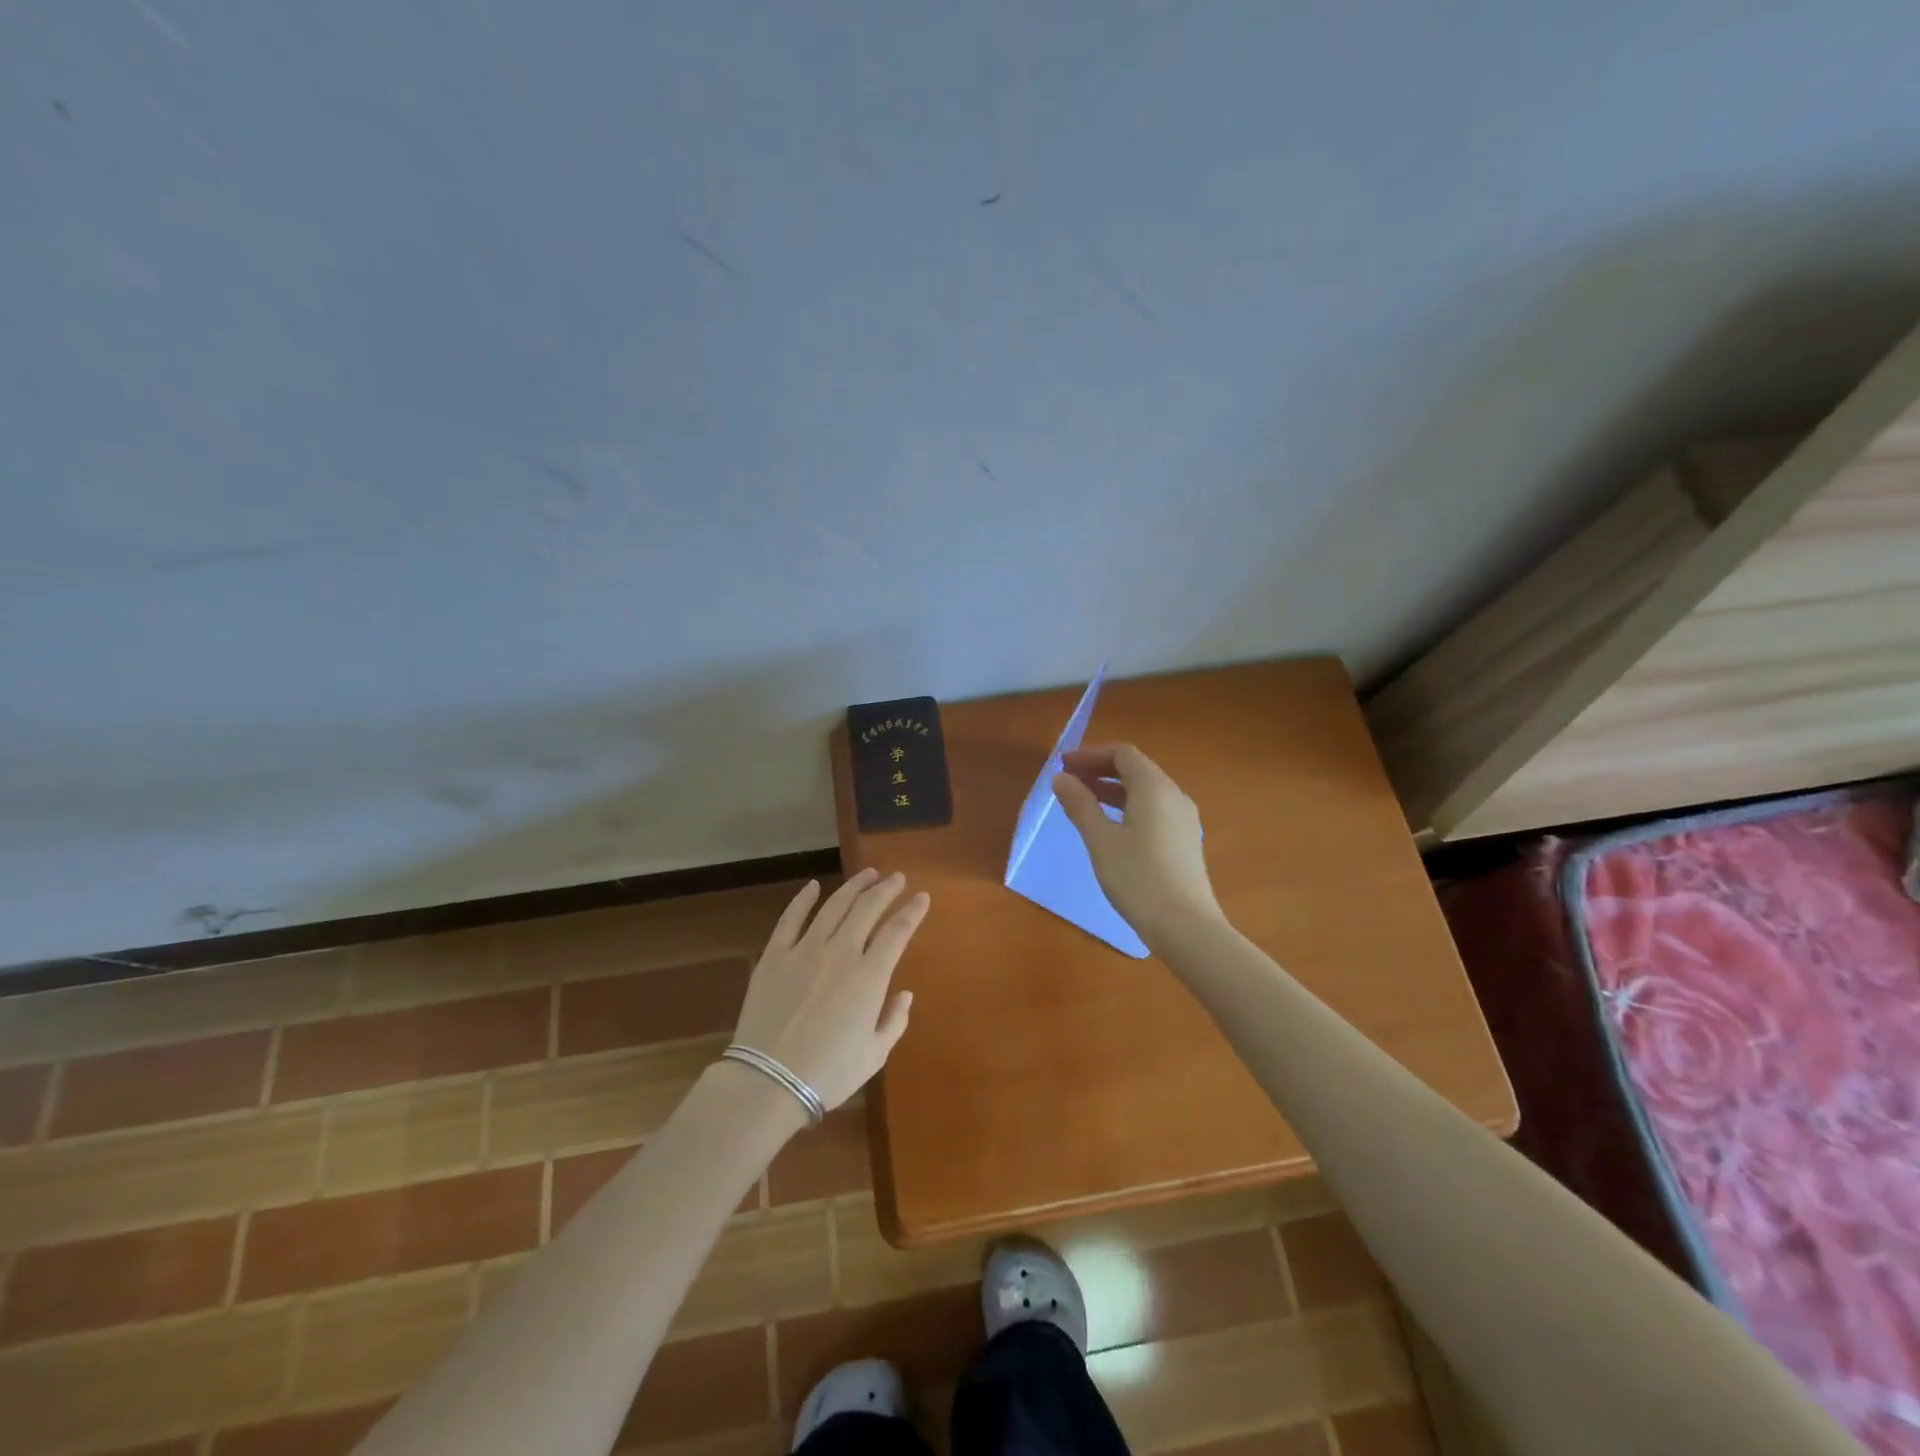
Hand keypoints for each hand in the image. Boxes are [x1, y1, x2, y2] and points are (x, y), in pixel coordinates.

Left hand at [731, 869, 928, 1109]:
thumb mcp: (874, 1055)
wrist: (769, 1082)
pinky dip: (803, 899)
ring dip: (853, 886)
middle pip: (867, 909)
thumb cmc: (829, 1073)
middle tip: (897, 878)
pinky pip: (791, 918)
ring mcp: (804, 950)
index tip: (922, 897)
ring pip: (834, 906)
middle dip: (886, 889)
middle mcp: (840, 953)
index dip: (913, 911)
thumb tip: (905, 994)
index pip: (897, 931)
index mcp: (869, 976)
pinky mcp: (774, 955)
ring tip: (867, 874)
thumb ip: (895, 1020)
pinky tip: (813, 886)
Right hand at [1054, 742, 1222, 946]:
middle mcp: (1174, 795)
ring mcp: (1184, 818)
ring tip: (1084, 800)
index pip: (1122, 753)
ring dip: (1113, 788)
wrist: (1185, 926)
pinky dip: (1128, 805)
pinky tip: (1111, 825)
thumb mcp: (1101, 840)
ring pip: (1145, 790)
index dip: (1090, 754)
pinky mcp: (1185, 839)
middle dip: (1100, 769)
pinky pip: (1154, 808)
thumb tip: (1061, 778)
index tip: (1063, 766)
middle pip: (1136, 768)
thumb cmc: (1138, 878)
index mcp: (1154, 788)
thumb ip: (1080, 805)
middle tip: (1069, 780)